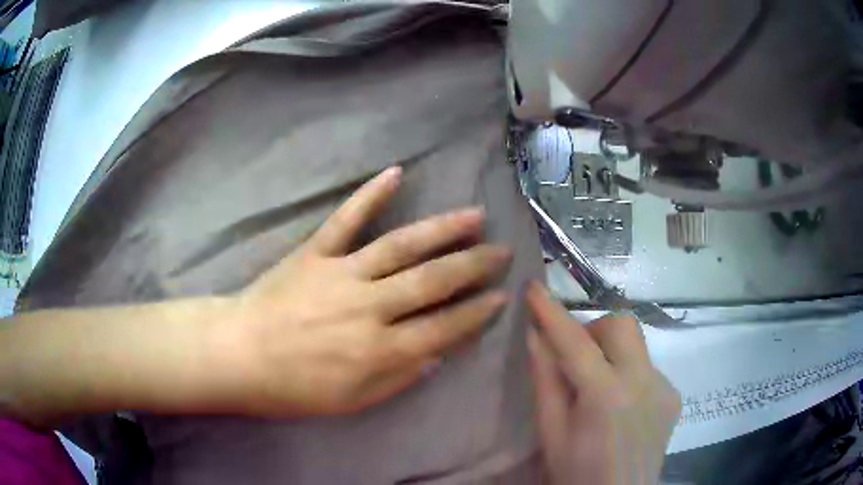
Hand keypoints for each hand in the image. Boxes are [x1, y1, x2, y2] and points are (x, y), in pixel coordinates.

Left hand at [218, 167, 511, 415]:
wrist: (238, 354)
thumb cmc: (294, 388)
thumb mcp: (352, 401)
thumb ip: (399, 378)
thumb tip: (437, 353)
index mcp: (379, 351)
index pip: (443, 328)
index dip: (476, 313)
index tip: (501, 297)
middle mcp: (369, 308)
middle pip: (433, 281)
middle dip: (474, 266)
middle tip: (502, 252)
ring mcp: (342, 274)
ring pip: (402, 246)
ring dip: (443, 229)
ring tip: (475, 216)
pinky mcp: (315, 252)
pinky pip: (346, 219)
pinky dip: (371, 195)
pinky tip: (396, 173)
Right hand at [526, 282, 680, 484]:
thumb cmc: (576, 473)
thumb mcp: (552, 433)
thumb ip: (546, 381)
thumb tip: (534, 336)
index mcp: (607, 398)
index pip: (576, 343)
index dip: (552, 313)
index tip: (533, 288)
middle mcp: (645, 383)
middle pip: (622, 325)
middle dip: (594, 329)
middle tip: (575, 358)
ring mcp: (665, 388)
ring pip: (637, 344)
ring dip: (612, 352)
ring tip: (598, 386)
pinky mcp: (674, 395)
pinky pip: (647, 367)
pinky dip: (628, 373)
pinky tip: (620, 405)